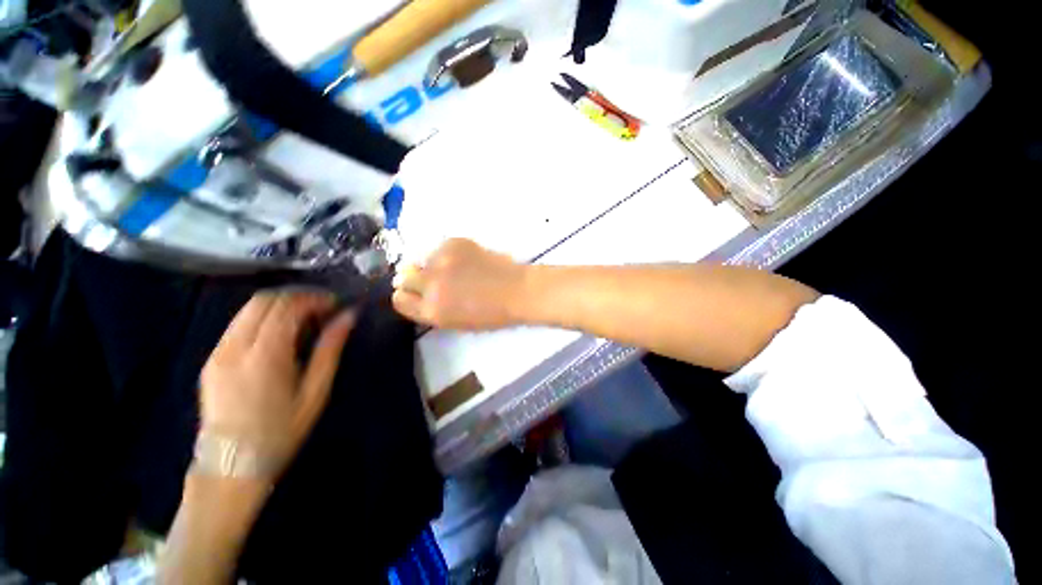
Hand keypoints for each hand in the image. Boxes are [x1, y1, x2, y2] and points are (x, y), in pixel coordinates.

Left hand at [199, 291, 354, 478]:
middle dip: (296, 296)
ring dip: (279, 305)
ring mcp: (218, 352)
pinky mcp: (212, 360)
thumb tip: (348, 316)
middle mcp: (235, 347)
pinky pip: (238, 324)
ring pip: (248, 309)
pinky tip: (279, 333)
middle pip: (263, 301)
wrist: (230, 466)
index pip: (286, 307)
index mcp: (265, 356)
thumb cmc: (281, 430)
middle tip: (321, 307)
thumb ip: (330, 349)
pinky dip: (263, 318)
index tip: (334, 304)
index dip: (313, 298)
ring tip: (304, 318)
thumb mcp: (315, 391)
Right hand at [392, 238, 527, 329]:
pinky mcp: (453, 243)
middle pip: (404, 277)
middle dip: (415, 279)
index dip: (407, 296)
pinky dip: (448, 254)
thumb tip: (415, 290)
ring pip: (423, 260)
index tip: (416, 293)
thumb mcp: (455, 321)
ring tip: (457, 269)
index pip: (399, 300)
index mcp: (431, 311)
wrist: (517, 290)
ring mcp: (441, 261)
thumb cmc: (491, 313)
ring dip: (433, 265)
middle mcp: (430, 284)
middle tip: (436, 279)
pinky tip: (467, 260)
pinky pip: (440, 248)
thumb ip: (431, 308)